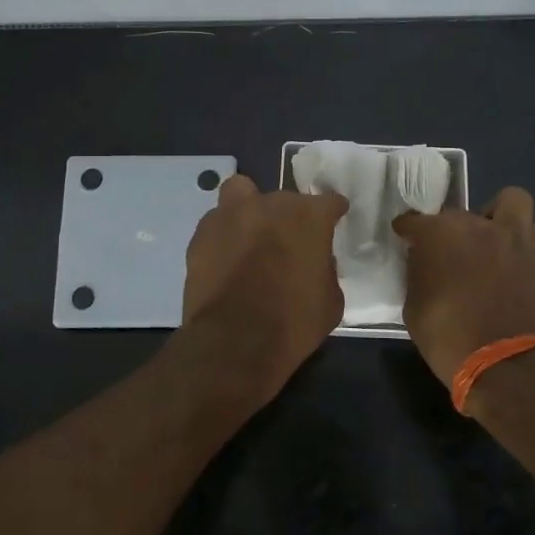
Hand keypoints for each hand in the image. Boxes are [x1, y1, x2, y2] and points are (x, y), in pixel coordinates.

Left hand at [180, 174, 349, 401]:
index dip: (333, 213)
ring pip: (241, 193)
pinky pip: (217, 223)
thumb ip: (326, 270)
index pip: (329, 201)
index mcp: (308, 217)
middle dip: (288, 217)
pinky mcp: (201, 234)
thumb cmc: (293, 323)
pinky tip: (226, 258)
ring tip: (250, 235)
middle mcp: (270, 205)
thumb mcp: (331, 301)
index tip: (333, 222)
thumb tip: (316, 261)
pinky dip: (225, 235)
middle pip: (284, 199)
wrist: (234, 342)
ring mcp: (231, 215)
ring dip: (249, 209)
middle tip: (287, 243)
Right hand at [392, 187, 534, 384]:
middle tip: (448, 254)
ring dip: (496, 216)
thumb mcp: (414, 308)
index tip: (405, 237)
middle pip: (457, 215)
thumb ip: (418, 274)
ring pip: (509, 201)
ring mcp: (514, 237)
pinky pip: (531, 231)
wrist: (508, 366)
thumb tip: (424, 262)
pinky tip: (511, 260)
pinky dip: (520, 239)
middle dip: (449, 230)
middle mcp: (477, 225)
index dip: (407, 230)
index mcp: (440, 235)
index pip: (414, 221)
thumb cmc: (450, 339)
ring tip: (489, 241)